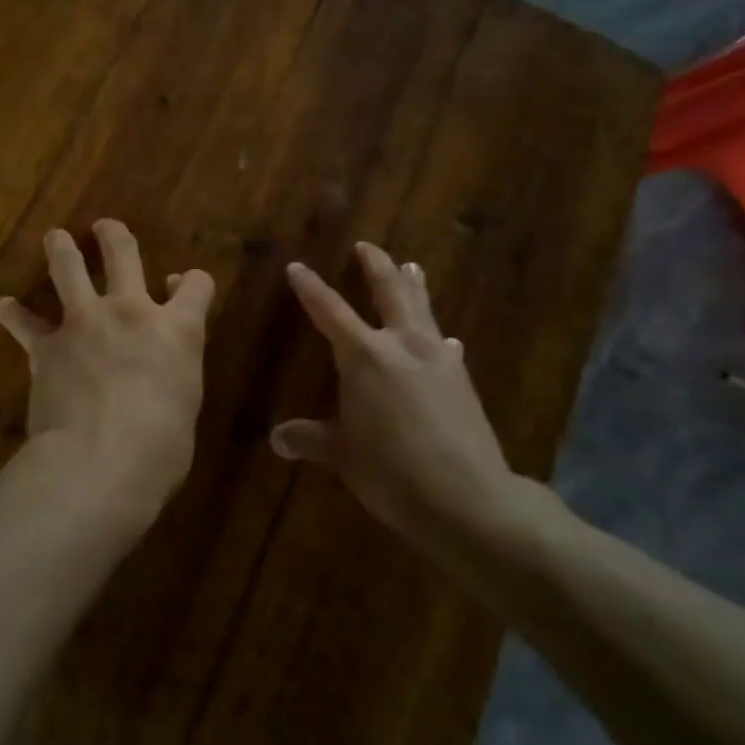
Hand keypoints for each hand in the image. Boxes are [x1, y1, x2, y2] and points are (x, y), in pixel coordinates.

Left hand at [0, 220, 215, 521]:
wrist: (98, 463)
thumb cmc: (159, 450)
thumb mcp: (185, 407)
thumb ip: (175, 372)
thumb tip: (164, 362)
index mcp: (176, 330)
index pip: (195, 286)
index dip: (192, 282)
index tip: (182, 284)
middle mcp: (130, 312)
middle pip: (124, 254)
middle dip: (114, 236)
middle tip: (104, 227)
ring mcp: (84, 323)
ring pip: (69, 269)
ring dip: (61, 249)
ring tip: (56, 237)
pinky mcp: (47, 347)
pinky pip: (25, 323)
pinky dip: (14, 314)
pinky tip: (4, 307)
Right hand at [271, 242, 519, 550]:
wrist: (468, 498)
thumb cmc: (391, 471)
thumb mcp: (342, 455)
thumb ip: (310, 439)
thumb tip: (276, 439)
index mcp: (363, 356)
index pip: (329, 310)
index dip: (310, 287)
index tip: (297, 266)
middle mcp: (401, 345)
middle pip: (388, 291)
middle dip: (375, 266)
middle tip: (366, 246)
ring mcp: (437, 359)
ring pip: (422, 309)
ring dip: (414, 286)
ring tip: (412, 266)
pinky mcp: (462, 380)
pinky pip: (446, 346)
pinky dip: (439, 336)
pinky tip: (448, 340)